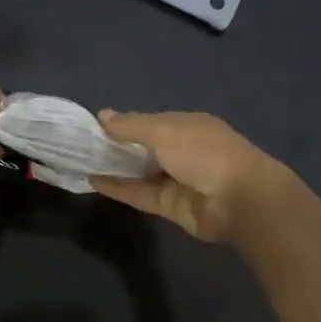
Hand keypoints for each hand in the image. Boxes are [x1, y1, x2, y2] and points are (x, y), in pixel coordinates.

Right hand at [91, 111, 296, 242]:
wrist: (239, 199)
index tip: (93, 126)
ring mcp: (177, 180)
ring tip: (82, 162)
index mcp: (187, 126)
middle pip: (144, 148)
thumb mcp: (164, 130)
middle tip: (81, 146)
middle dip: (117, 146)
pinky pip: (140, 194)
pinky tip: (94, 181)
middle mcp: (182, 151)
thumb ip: (132, 125)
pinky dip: (119, 188)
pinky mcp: (171, 206)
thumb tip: (102, 115)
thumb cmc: (203, 152)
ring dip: (115, 168)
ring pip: (140, 172)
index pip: (149, 122)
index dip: (123, 124)